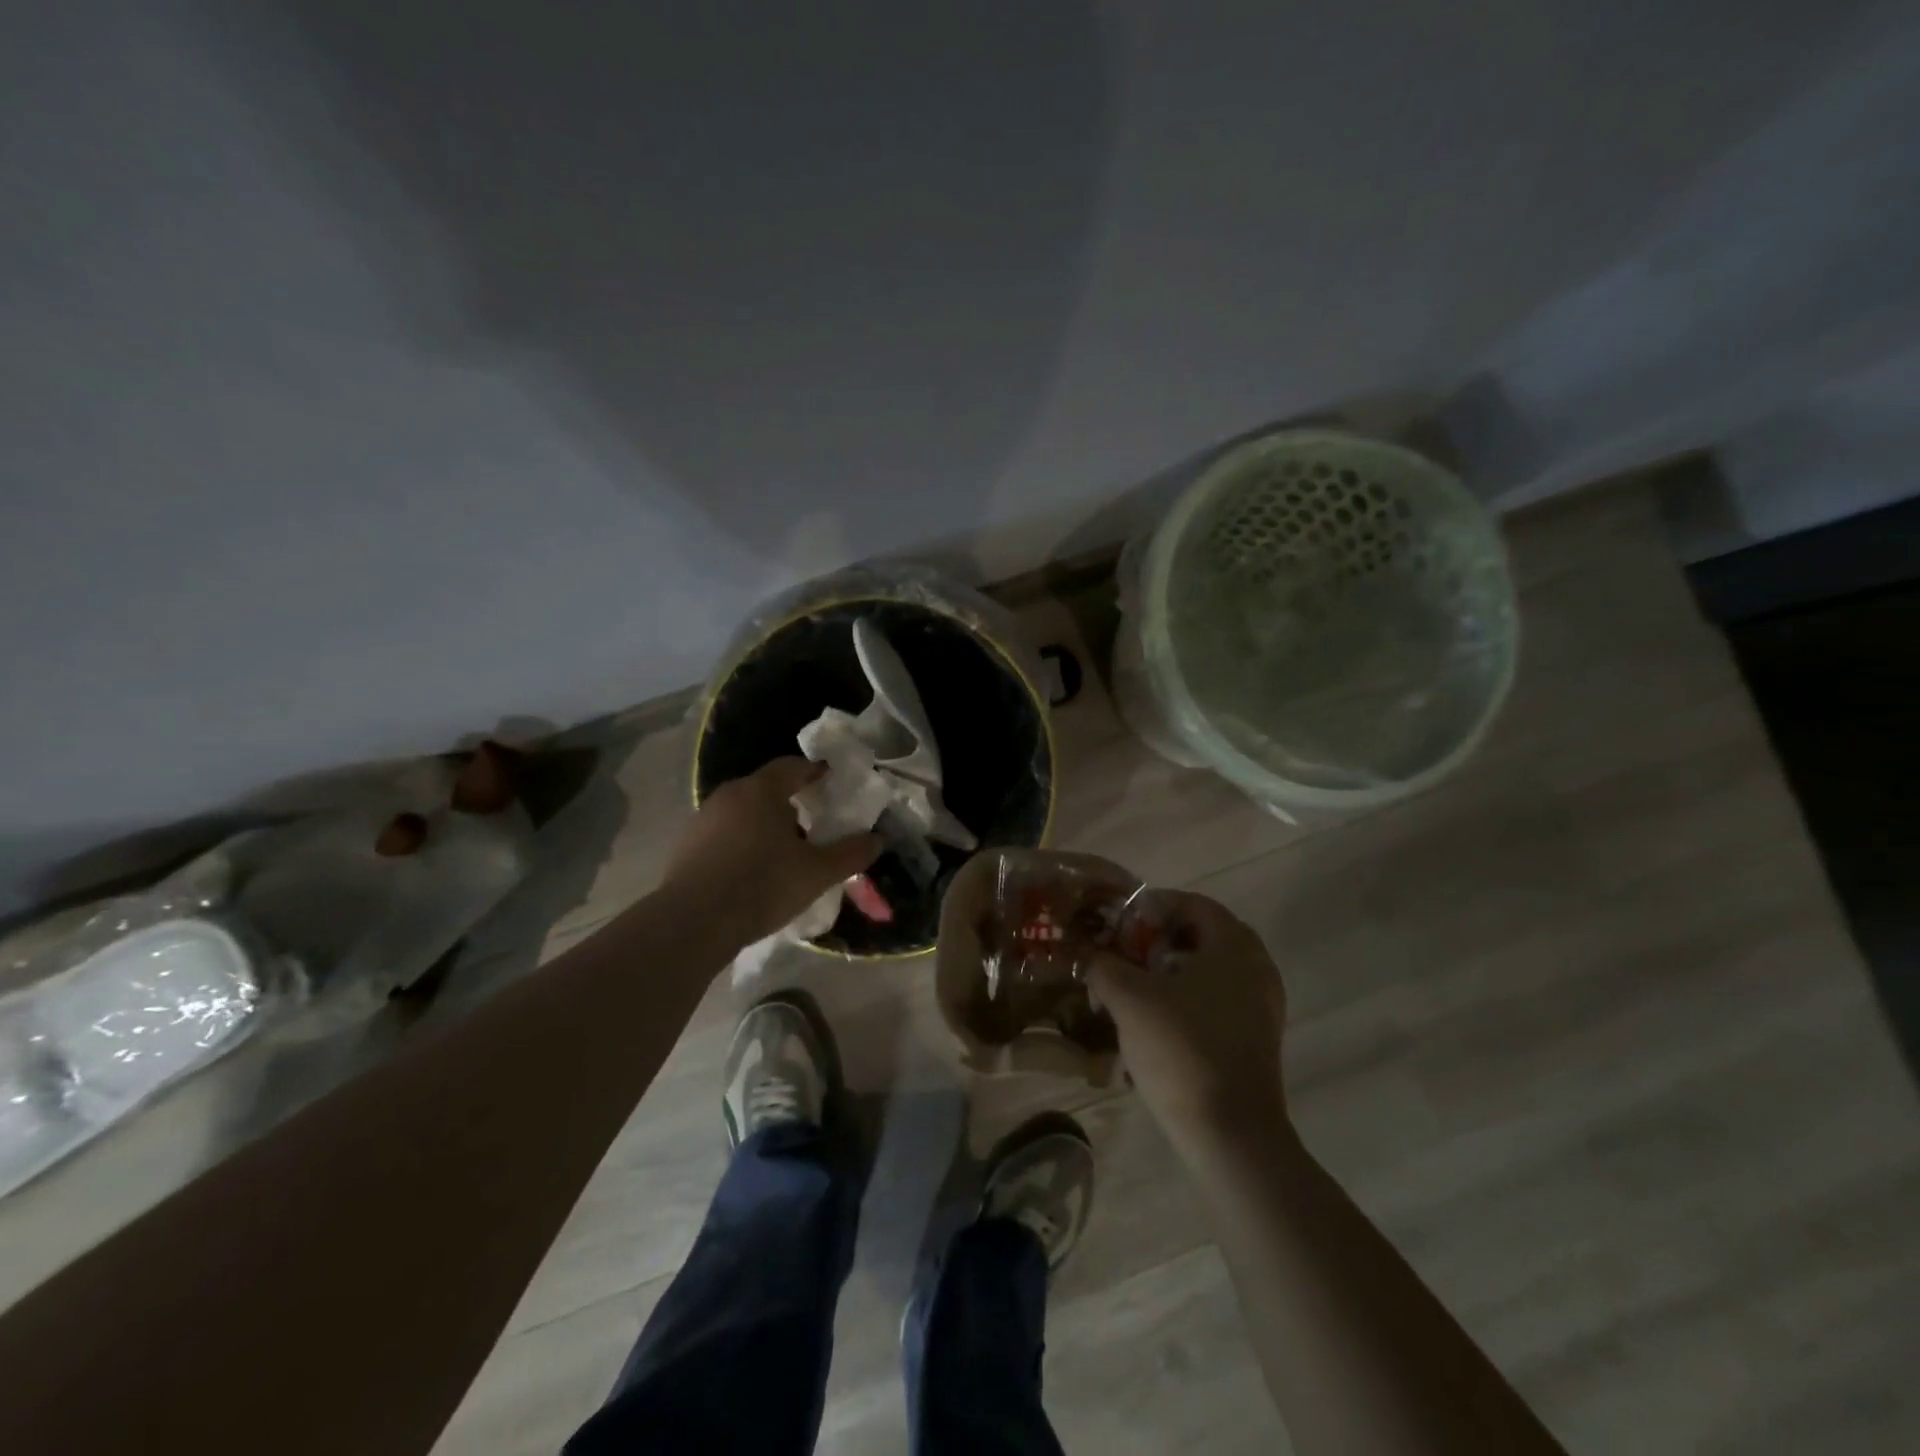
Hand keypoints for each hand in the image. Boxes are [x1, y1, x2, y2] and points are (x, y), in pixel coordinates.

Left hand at [662, 758, 880, 949]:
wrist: (693, 922)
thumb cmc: (762, 885)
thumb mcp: (817, 873)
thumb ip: (850, 853)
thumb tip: (877, 840)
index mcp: (761, 791)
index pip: (792, 766)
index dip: (815, 772)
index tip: (831, 782)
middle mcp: (729, 795)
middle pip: (766, 788)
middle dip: (791, 802)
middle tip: (812, 824)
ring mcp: (703, 819)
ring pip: (743, 811)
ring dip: (765, 824)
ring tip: (784, 852)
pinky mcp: (686, 845)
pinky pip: (724, 833)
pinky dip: (742, 842)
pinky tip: (752, 870)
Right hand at [1088, 891, 1289, 1148]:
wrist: (1231, 1133)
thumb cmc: (1181, 1049)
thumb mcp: (1128, 999)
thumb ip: (1104, 966)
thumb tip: (1092, 957)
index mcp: (1233, 945)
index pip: (1193, 903)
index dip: (1153, 906)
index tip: (1121, 924)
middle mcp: (1257, 967)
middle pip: (1203, 936)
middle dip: (1160, 940)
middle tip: (1126, 954)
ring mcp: (1262, 1006)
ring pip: (1210, 971)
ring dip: (1171, 972)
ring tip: (1133, 990)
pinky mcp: (1257, 1039)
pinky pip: (1219, 1001)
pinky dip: (1188, 1000)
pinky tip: (1156, 1023)